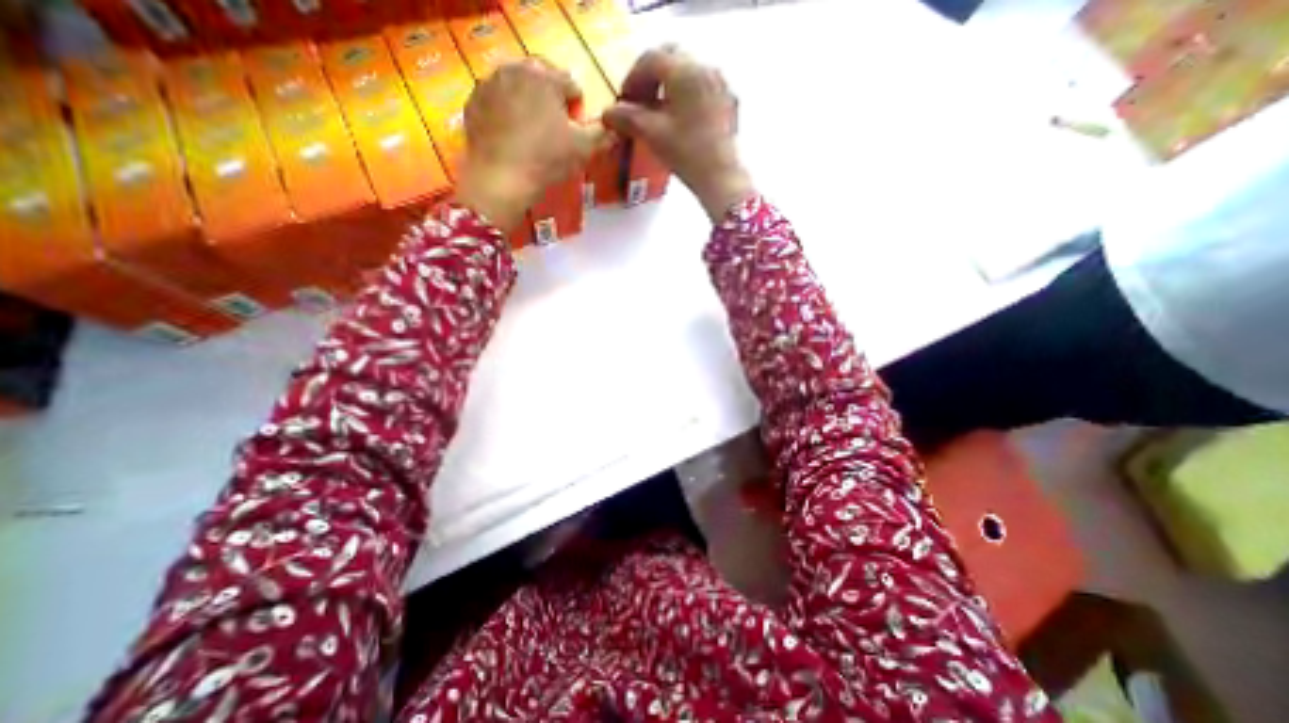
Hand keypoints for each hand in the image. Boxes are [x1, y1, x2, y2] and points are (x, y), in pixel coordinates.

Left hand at [459, 58, 609, 234]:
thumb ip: (602, 135)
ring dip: (527, 102)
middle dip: (550, 99)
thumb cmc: (546, 160)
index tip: (575, 128)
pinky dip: (504, 111)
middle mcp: (514, 69)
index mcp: (545, 76)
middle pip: (540, 79)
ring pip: (516, 86)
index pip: (570, 84)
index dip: (577, 107)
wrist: (501, 180)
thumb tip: (617, 130)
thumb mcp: (583, 149)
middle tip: (554, 129)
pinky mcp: (472, 103)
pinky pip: (494, 101)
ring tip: (532, 132)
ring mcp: (489, 84)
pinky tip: (510, 135)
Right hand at [606, 46, 757, 218]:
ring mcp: (720, 84)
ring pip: (688, 71)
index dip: (632, 78)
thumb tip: (608, 113)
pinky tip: (680, 119)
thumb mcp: (652, 134)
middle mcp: (705, 67)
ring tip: (658, 113)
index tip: (623, 101)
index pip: (651, 59)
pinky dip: (686, 94)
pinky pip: (702, 86)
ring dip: (669, 85)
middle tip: (640, 102)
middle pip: (671, 59)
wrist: (721, 177)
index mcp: (685, 71)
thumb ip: (627, 118)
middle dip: (651, 77)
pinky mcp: (728, 102)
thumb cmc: (686, 153)